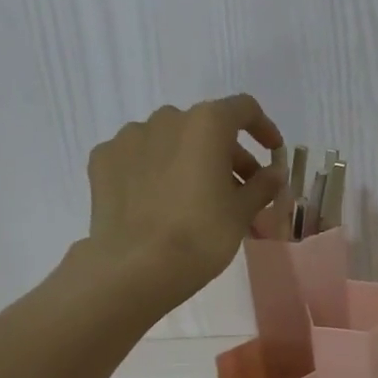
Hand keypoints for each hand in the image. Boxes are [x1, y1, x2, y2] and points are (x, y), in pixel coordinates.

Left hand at [85, 96, 285, 305]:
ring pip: (170, 140)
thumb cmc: (201, 236)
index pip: (243, 109)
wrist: (136, 267)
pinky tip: (160, 201)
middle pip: (205, 127)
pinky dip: (155, 170)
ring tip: (196, 197)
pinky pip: (139, 157)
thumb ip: (262, 185)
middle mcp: (167, 119)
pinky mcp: (103, 159)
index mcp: (206, 124)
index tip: (272, 153)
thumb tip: (274, 173)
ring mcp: (129, 137)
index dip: (263, 128)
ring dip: (190, 159)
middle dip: (227, 154)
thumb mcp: (242, 212)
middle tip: (239, 189)